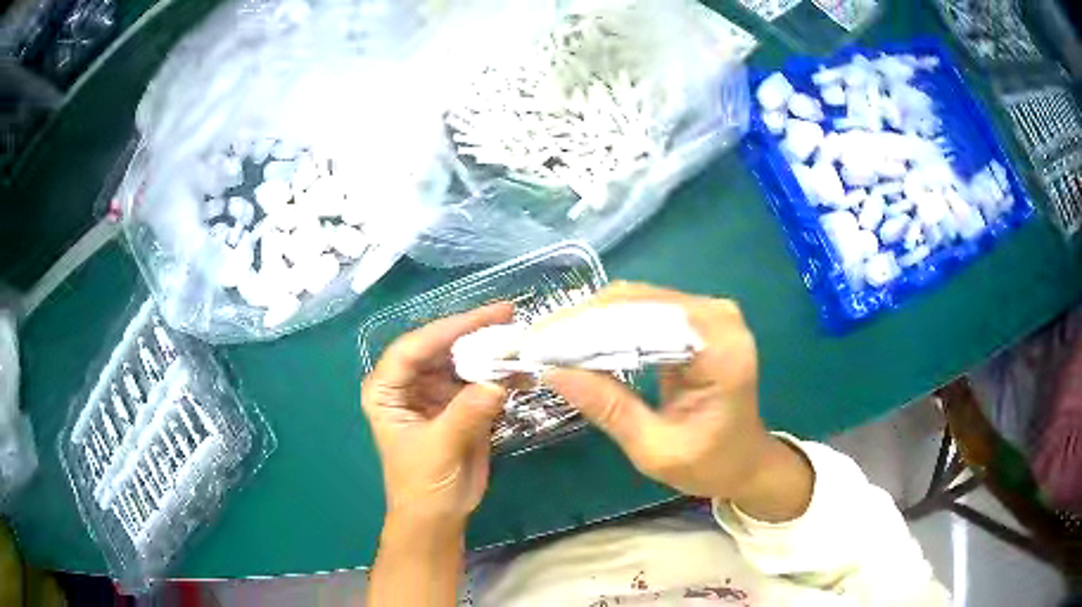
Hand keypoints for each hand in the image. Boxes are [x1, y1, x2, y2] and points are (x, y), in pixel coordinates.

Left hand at [361, 303, 512, 524]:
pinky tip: (525, 373)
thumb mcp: (440, 448)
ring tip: (523, 341)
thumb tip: (499, 380)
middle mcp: (409, 383)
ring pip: (462, 360)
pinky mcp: (459, 404)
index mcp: (386, 389)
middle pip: (439, 347)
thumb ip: (466, 413)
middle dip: (473, 333)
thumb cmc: (423, 485)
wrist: (439, 517)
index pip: (413, 348)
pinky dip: (502, 377)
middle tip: (509, 316)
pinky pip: (480, 382)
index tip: (485, 318)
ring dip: (491, 352)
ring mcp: (435, 392)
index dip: (447, 329)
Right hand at [545, 283, 811, 519]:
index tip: (539, 344)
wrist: (745, 460)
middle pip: (638, 301)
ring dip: (591, 321)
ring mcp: (709, 312)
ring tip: (550, 342)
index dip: (588, 328)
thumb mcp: (655, 449)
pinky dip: (609, 325)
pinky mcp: (697, 317)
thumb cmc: (710, 463)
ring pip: (636, 301)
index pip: (645, 320)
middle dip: (583, 321)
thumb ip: (609, 409)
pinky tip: (580, 342)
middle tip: (536, 343)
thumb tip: (553, 372)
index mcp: (721, 350)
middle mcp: (718, 317)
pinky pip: (644, 310)